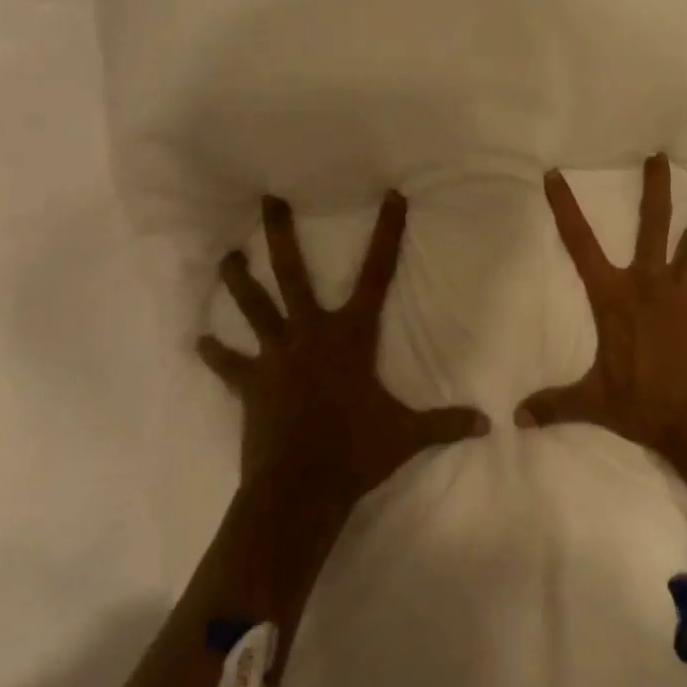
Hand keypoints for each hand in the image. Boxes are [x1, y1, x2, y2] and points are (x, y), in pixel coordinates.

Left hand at [198, 192, 488, 515]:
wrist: (300, 489)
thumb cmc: (356, 452)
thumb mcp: (407, 435)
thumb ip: (446, 424)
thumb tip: (489, 425)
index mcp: (351, 335)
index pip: (377, 274)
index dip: (387, 233)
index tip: (391, 196)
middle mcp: (310, 333)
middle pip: (292, 273)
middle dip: (280, 234)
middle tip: (268, 199)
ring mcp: (275, 356)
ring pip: (254, 307)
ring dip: (238, 281)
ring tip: (225, 256)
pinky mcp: (250, 384)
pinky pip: (229, 365)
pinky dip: (214, 354)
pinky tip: (197, 341)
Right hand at [515, 153, 686, 467]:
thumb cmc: (644, 404)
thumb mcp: (593, 403)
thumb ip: (555, 405)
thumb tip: (515, 418)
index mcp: (614, 297)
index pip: (580, 244)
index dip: (565, 208)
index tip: (555, 175)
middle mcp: (649, 283)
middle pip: (653, 225)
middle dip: (655, 188)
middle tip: (660, 156)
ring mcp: (686, 293)